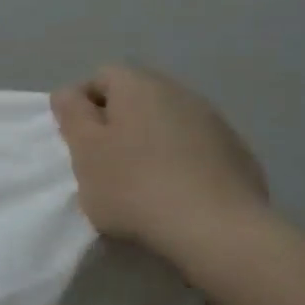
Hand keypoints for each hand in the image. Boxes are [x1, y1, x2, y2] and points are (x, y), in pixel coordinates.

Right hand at [50, 64, 267, 261]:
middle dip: (115, 122)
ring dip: (147, 141)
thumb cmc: (133, 187)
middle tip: (101, 162)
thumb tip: (69, 92)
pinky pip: (194, 145)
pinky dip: (178, 160)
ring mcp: (213, 121)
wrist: (214, 227)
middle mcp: (179, 92)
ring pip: (166, 120)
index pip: (101, 76)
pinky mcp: (235, 151)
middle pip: (136, 96)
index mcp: (139, 87)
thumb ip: (72, 116)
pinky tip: (172, 192)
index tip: (75, 140)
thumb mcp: (85, 152)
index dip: (82, 103)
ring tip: (137, 181)